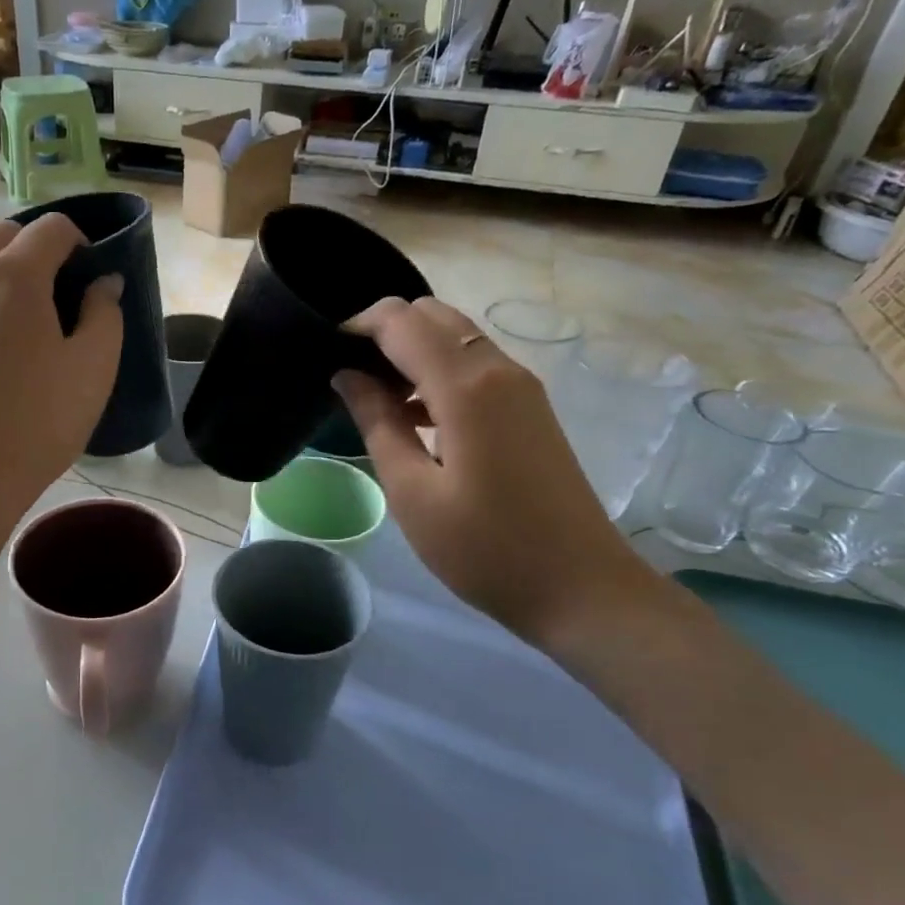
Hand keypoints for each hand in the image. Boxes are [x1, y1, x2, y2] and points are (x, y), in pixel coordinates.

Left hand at [0, 215, 122, 528]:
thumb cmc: (39, 419)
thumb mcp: (94, 367)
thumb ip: (105, 313)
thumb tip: (103, 284)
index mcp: (14, 275)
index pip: (52, 227)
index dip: (81, 241)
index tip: (93, 276)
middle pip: (4, 238)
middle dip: (37, 251)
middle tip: (62, 296)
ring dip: (6, 281)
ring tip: (30, 333)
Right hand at [335, 296, 654, 647]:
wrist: (581, 588)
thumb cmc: (484, 548)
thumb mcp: (412, 491)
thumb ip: (377, 422)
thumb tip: (347, 375)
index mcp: (466, 386)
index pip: (402, 321)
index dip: (358, 325)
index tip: (324, 351)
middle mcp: (498, 369)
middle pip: (433, 315)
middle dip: (385, 332)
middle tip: (349, 378)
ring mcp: (521, 387)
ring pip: (456, 337)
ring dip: (412, 352)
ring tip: (375, 400)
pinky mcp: (530, 408)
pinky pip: (475, 366)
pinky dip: (438, 373)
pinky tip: (415, 418)